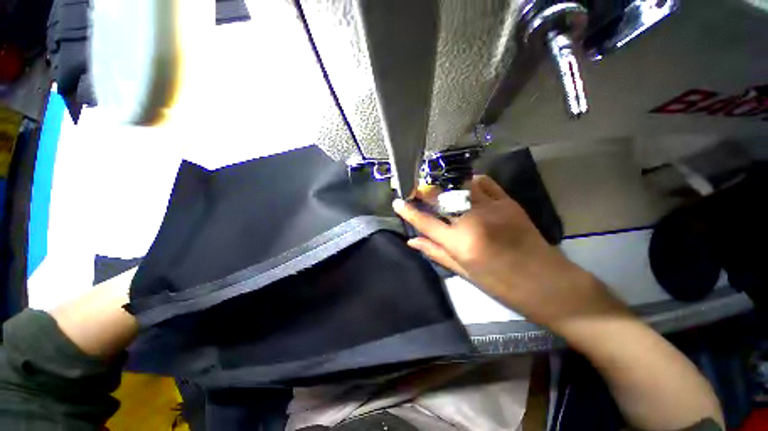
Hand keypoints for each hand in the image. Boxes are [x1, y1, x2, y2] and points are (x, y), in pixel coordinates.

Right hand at [393, 175, 622, 329]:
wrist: (549, 283)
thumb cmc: (503, 285)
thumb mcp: (464, 272)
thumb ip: (436, 253)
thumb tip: (412, 241)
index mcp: (461, 243)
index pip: (425, 222)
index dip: (408, 211)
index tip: (397, 202)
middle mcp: (473, 221)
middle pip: (441, 198)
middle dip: (424, 191)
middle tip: (416, 190)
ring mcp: (492, 208)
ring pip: (460, 186)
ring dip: (445, 185)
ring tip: (438, 188)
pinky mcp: (508, 202)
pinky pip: (484, 183)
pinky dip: (471, 182)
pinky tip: (465, 187)